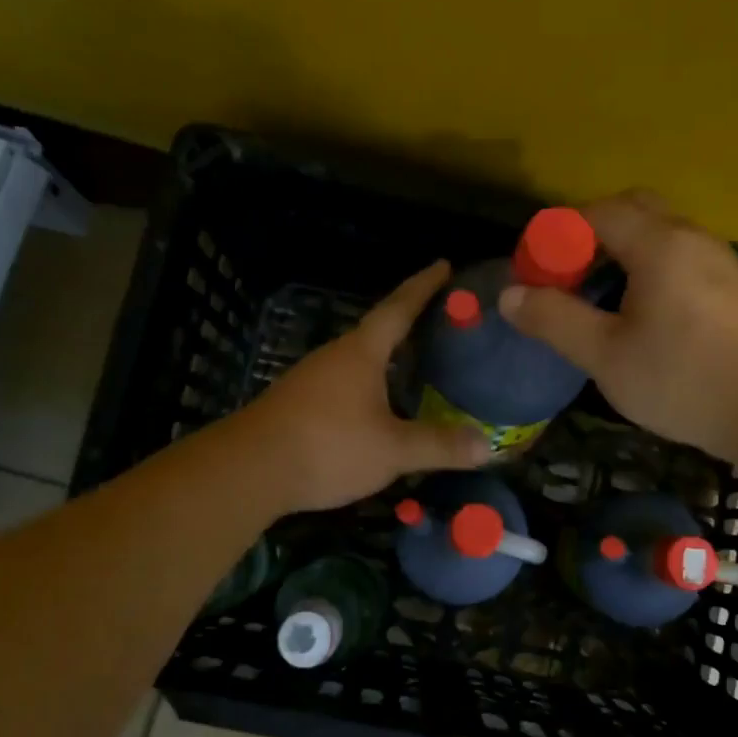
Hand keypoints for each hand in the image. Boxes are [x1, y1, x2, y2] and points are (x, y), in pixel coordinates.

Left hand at [238, 259, 491, 512]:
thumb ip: (439, 445)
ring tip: (414, 366)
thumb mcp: (392, 449)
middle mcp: (335, 356)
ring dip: (386, 360)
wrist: (250, 471)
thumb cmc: (328, 447)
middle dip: (408, 325)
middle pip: (377, 332)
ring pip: (358, 361)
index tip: (443, 265)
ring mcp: (310, 379)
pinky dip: (367, 387)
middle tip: (440, 324)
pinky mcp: (297, 404)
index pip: (399, 308)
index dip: (423, 287)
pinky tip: (377, 408)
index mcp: (361, 353)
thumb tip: (487, 445)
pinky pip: (342, 385)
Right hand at [497, 191, 737, 463]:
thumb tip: (509, 295)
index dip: (557, 234)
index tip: (536, 271)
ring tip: (596, 296)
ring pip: (658, 231)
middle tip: (567, 277)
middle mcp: (691, 236)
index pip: (596, 212)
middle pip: (631, 209)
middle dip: (590, 234)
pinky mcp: (731, 283)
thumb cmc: (682, 381)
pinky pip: (678, 253)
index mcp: (659, 244)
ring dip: (620, 250)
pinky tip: (638, 310)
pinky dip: (647, 264)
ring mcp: (717, 257)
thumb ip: (554, 320)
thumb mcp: (605, 356)